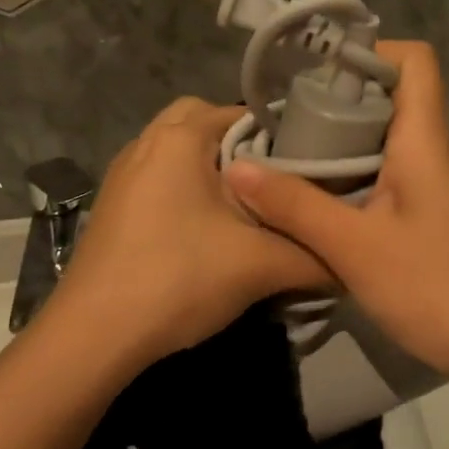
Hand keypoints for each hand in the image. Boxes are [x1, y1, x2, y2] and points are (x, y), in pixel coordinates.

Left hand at [48, 98, 330, 367]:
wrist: (94, 336)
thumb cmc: (179, 278)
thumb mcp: (261, 266)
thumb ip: (316, 258)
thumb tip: (354, 262)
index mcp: (180, 138)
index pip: (242, 112)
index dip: (281, 135)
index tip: (308, 165)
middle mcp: (146, 143)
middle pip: (203, 123)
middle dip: (240, 146)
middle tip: (274, 183)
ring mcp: (123, 175)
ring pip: (178, 152)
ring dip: (210, 169)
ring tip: (245, 208)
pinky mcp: (113, 207)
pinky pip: (159, 179)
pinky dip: (185, 190)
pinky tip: (205, 232)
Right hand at [225, 42, 448, 382]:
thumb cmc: (436, 288)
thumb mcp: (354, 247)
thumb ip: (295, 206)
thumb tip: (237, 168)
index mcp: (424, 141)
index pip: (414, 61)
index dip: (369, 52)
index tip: (314, 71)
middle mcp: (434, 153)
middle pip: (391, 98)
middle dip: (336, 99)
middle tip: (282, 118)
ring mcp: (435, 187)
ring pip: (386, 141)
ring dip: (340, 142)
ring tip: (287, 155)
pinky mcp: (430, 219)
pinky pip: (388, 178)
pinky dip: (352, 177)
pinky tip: (317, 202)